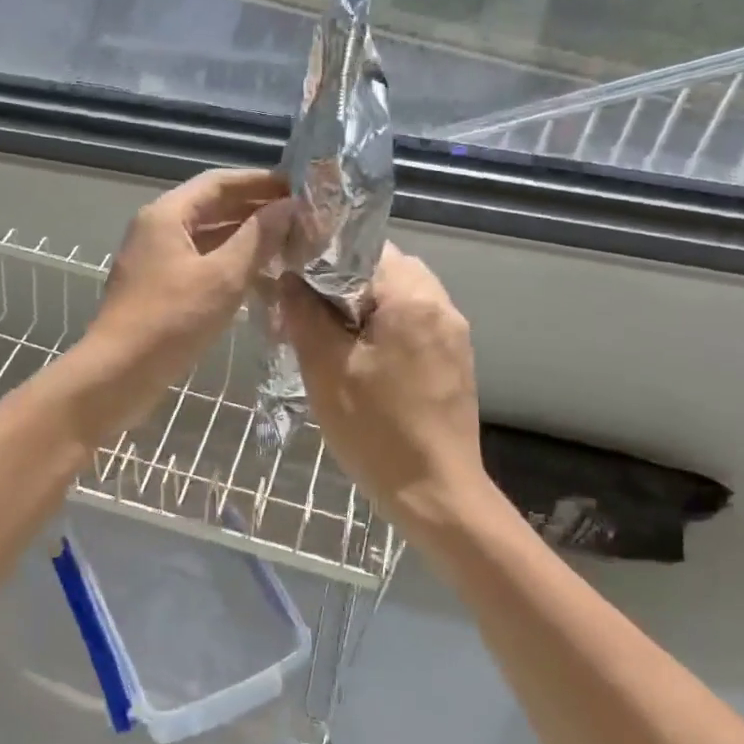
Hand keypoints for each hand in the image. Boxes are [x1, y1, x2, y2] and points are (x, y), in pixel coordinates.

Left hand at [80, 168, 294, 428]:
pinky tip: (259, 278)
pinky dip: (229, 264)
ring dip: (245, 239)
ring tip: (288, 245)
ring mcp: (155, 260)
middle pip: (212, 207)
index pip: (219, 182)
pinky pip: (200, 264)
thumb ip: (258, 237)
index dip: (260, 182)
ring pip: (207, 238)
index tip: (299, 188)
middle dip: (256, 210)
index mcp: (166, 214)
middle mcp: (157, 229)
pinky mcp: (158, 289)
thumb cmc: (171, 320)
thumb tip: (290, 206)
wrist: (118, 374)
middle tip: (301, 219)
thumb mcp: (223, 276)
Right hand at [277, 244, 490, 533]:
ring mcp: (454, 334)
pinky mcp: (455, 360)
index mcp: (413, 298)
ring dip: (365, 308)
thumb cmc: (376, 430)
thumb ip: (304, 314)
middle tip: (309, 315)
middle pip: (385, 269)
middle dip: (344, 285)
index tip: (294, 282)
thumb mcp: (326, 369)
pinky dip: (386, 329)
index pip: (363, 249)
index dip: (323, 260)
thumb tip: (289, 277)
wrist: (436, 493)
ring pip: (400, 297)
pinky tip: (363, 362)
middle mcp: (442, 305)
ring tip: (333, 341)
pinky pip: (415, 324)